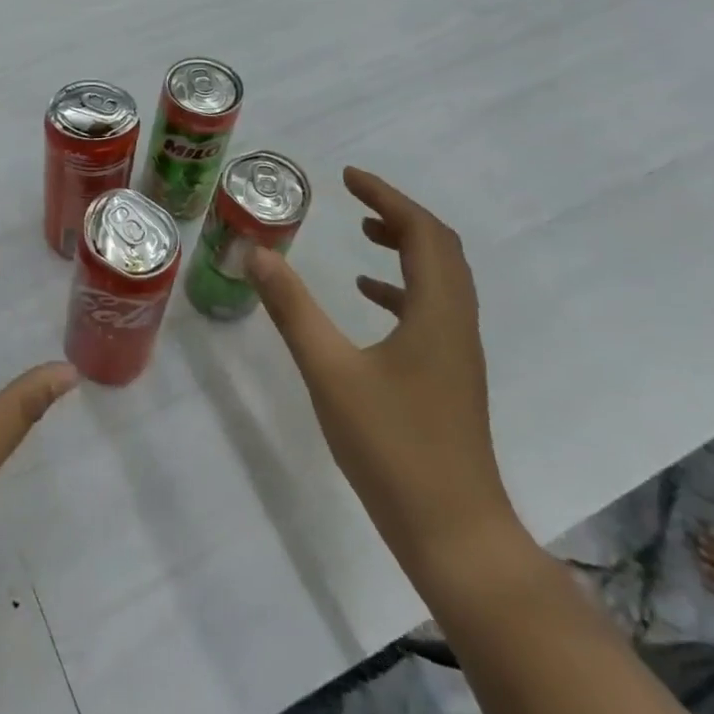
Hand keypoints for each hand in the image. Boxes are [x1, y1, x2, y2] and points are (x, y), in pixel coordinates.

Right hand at [246, 167, 518, 578]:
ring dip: (405, 248)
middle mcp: (456, 325)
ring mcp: (456, 354)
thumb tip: (257, 253)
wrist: (455, 536)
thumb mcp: (330, 371)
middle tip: (355, 197)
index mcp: (437, 314)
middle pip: (440, 250)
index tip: (349, 177)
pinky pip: (430, 311)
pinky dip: (401, 288)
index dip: (388, 198)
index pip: (424, 234)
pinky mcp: (448, 378)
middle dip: (398, 215)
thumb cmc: (393, 447)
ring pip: (439, 280)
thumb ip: (293, 309)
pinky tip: (368, 299)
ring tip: (363, 234)